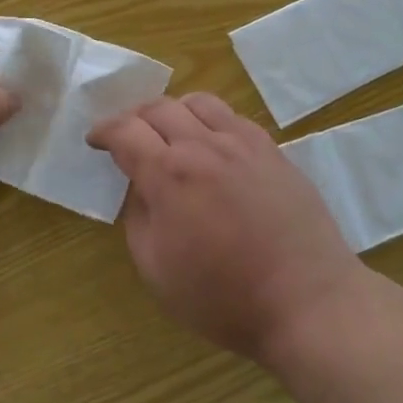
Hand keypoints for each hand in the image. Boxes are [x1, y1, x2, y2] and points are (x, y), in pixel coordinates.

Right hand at [88, 93, 367, 361]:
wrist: (307, 300)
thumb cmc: (224, 297)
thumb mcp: (157, 271)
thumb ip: (139, 218)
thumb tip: (140, 187)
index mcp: (169, 174)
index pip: (125, 131)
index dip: (104, 131)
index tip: (95, 140)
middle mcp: (203, 145)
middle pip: (159, 107)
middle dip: (134, 117)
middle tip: (128, 137)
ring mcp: (242, 142)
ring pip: (199, 102)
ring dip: (174, 111)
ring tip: (170, 133)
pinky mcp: (272, 149)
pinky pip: (233, 117)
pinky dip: (211, 121)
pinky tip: (213, 145)